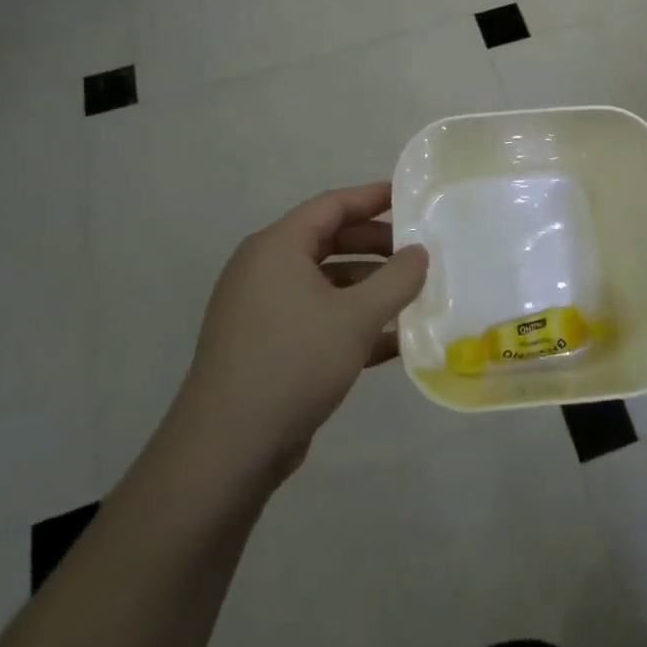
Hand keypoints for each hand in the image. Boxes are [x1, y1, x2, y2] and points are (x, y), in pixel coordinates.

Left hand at [174, 182, 428, 483]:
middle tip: (417, 252)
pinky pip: (316, 317)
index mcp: (277, 247)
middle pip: (328, 241)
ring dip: (367, 287)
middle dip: (375, 246)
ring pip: (324, 283)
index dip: (373, 198)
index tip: (410, 197)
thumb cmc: (294, 362)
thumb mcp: (356, 317)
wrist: (227, 448)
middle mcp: (264, 270)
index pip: (331, 205)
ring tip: (411, 297)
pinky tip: (391, 341)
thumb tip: (419, 253)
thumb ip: (397, 279)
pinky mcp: (265, 346)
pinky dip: (350, 321)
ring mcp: (262, 309)